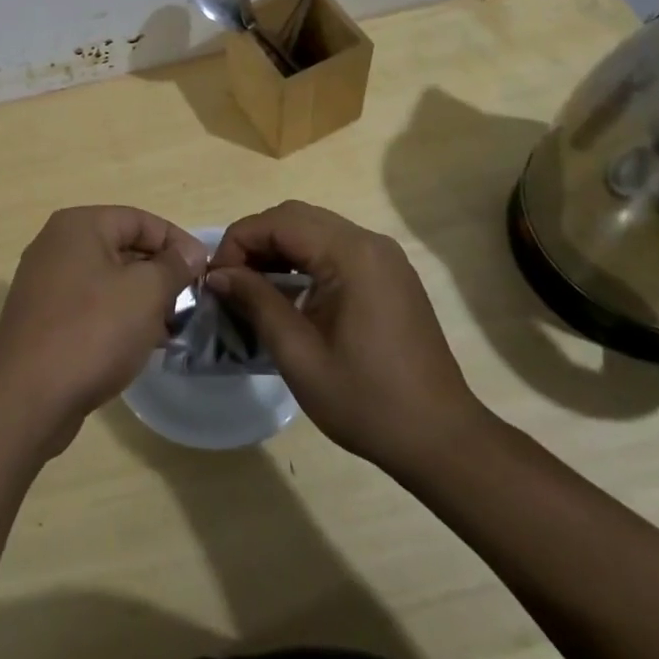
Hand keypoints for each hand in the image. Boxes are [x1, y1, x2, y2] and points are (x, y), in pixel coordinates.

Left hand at [0, 206, 206, 457]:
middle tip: (191, 302)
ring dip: (143, 299)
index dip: (177, 242)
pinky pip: (91, 306)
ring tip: (173, 328)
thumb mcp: (146, 293)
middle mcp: (57, 245)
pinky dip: (118, 318)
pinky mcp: (43, 318)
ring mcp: (46, 283)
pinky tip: (143, 344)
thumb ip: (173, 267)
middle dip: (161, 273)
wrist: (27, 399)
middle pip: (123, 248)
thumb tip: (192, 252)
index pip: (140, 220)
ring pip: (108, 280)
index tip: (205, 272)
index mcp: (79, 226)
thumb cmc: (92, 332)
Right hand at [207, 200, 487, 468]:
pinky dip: (304, 259)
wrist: (442, 440)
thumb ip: (256, 302)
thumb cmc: (367, 401)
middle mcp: (369, 242)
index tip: (215, 280)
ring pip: (314, 229)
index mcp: (351, 254)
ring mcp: (384, 257)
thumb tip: (217, 274)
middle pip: (296, 217)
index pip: (278, 222)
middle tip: (230, 280)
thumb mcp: (299, 355)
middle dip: (255, 241)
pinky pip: (335, 248)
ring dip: (278, 248)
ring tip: (252, 286)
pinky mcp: (389, 274)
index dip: (238, 242)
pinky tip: (289, 292)